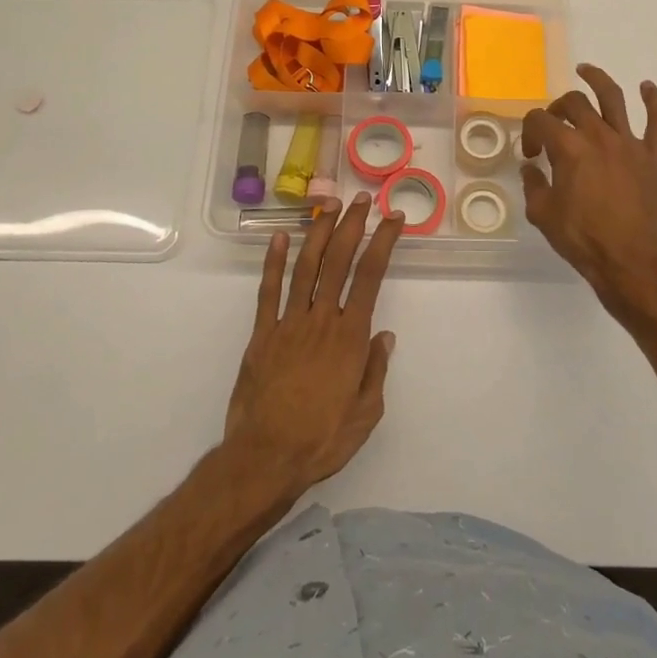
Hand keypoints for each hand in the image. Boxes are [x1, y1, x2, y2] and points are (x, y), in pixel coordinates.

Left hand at [224, 194, 400, 497]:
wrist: (265, 458)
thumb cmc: (322, 439)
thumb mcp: (366, 414)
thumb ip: (376, 370)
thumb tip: (385, 335)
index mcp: (350, 337)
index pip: (370, 276)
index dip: (383, 242)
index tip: (394, 219)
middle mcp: (321, 320)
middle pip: (339, 261)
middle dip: (353, 225)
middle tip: (362, 199)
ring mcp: (288, 323)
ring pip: (306, 267)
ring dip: (319, 233)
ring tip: (329, 205)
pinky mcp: (262, 334)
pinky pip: (268, 292)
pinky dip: (273, 262)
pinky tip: (280, 237)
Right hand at [521, 65, 656, 323]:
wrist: (630, 260)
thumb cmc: (582, 239)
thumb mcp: (542, 214)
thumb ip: (533, 184)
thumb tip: (531, 167)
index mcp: (568, 147)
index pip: (540, 120)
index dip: (530, 132)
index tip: (531, 154)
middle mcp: (598, 135)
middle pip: (573, 103)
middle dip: (557, 107)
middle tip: (554, 123)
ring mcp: (629, 143)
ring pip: (613, 98)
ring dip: (598, 79)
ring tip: (586, 70)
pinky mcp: (654, 156)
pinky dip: (654, 100)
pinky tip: (647, 87)